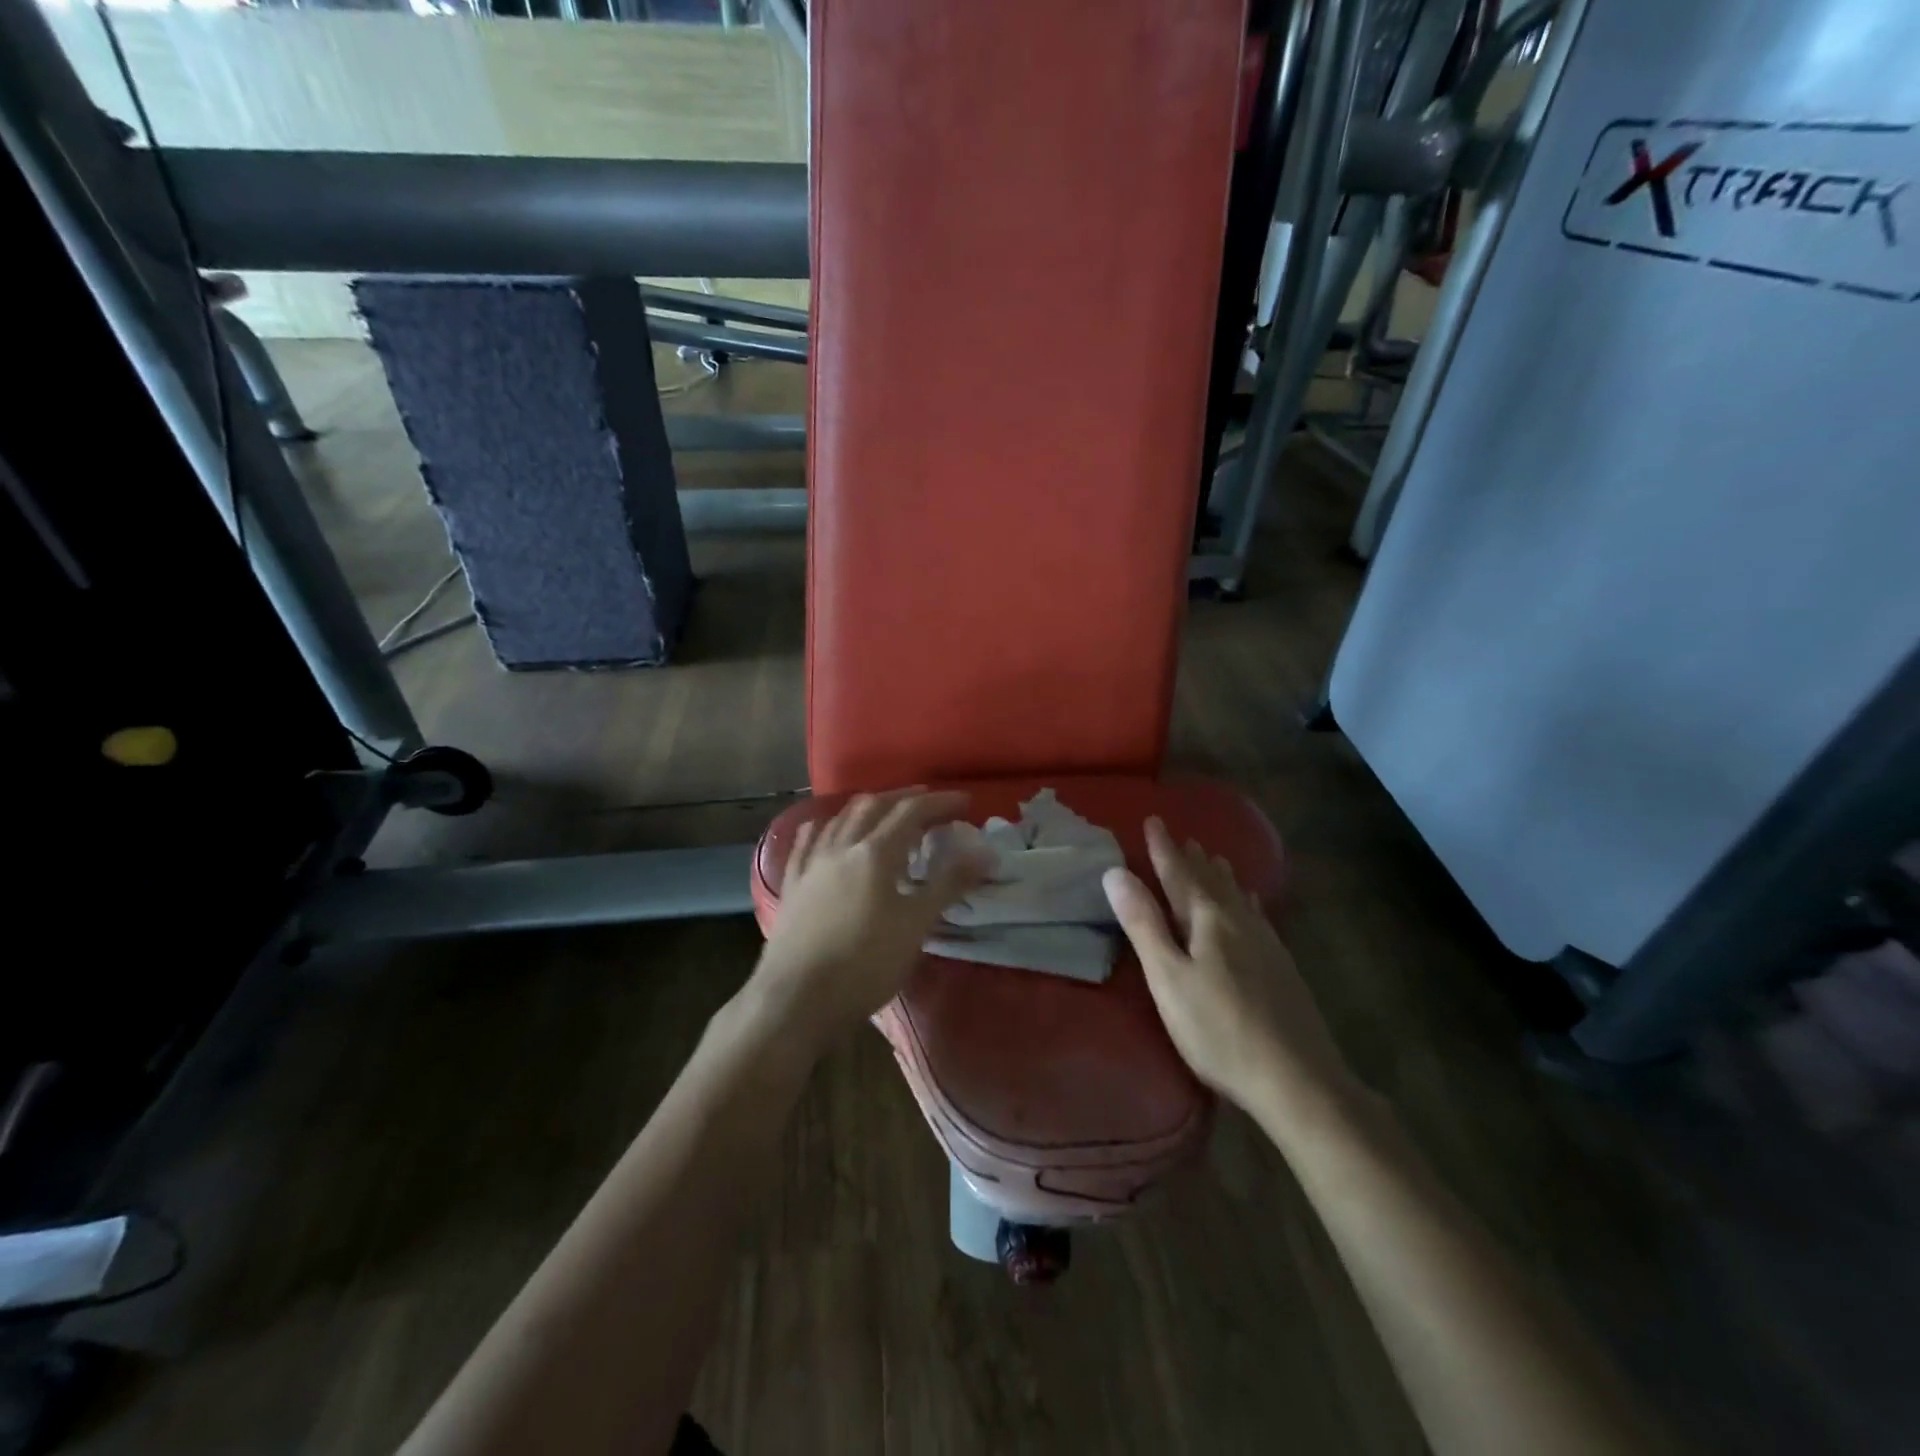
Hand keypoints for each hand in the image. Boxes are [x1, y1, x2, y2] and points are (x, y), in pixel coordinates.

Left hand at [749, 789, 986, 1050]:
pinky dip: (826, 826)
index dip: (940, 802)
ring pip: (841, 818)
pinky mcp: (793, 883)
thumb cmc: (866, 964)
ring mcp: (812, 863)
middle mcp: (841, 846)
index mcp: (875, 853)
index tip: (964, 802)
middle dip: (904, 798)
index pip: (911, 812)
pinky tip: (827, 828)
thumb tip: (984, 851)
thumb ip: (948, 884)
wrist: (798, 999)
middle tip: (929, 802)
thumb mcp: (916, 925)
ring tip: (887, 812)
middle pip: (874, 806)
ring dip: (869, 807)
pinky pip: (808, 841)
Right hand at [1103, 817, 1350, 1119]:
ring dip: (1219, 875)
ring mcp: (1265, 943)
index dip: (1163, 848)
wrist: (1298, 1079)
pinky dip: (1244, 900)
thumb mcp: (1168, 978)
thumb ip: (1143, 924)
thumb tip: (1116, 872)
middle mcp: (1239, 921)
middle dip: (1192, 858)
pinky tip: (1251, 904)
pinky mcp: (1281, 965)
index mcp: (1208, 920)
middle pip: (1211, 881)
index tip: (1153, 820)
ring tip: (1212, 858)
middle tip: (1182, 836)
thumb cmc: (1219, 1030)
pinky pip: (1255, 915)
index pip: (1179, 873)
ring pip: (1237, 896)